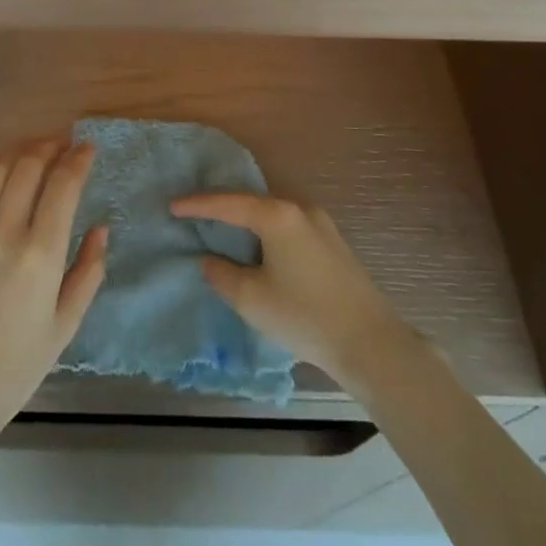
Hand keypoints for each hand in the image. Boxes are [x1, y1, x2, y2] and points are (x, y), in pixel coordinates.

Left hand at [0, 137, 108, 441]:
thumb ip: (88, 272)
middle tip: (62, 145)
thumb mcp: (65, 326)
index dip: (78, 158)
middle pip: (28, 165)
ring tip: (31, 151)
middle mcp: (4, 232)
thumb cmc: (13, 367)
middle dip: (50, 146)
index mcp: (40, 255)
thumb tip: (101, 228)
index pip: (63, 184)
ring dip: (17, 151)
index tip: (87, 148)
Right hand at [170, 193, 414, 390]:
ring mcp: (321, 224)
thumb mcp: (252, 299)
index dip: (197, 205)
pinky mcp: (333, 244)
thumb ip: (222, 274)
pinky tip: (260, 250)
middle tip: (195, 216)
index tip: (173, 206)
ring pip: (272, 216)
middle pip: (251, 203)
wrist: (372, 343)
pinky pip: (289, 228)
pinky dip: (267, 234)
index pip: (227, 203)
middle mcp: (299, 209)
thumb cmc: (305, 316)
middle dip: (223, 210)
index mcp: (277, 215)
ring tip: (224, 232)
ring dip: (247, 223)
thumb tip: (210, 260)